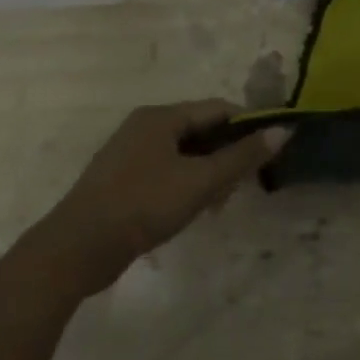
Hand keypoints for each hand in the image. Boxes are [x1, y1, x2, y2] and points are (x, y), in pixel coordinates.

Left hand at [24, 101, 288, 297]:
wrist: (75, 251)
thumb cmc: (143, 205)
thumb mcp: (201, 181)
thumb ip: (243, 156)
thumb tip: (284, 130)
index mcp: (161, 117)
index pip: (219, 108)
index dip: (249, 125)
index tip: (271, 150)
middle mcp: (144, 127)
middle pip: (202, 130)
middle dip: (229, 154)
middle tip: (247, 182)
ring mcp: (130, 154)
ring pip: (186, 153)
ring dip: (210, 173)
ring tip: (221, 203)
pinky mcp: (123, 181)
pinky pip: (168, 171)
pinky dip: (188, 184)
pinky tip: (196, 210)